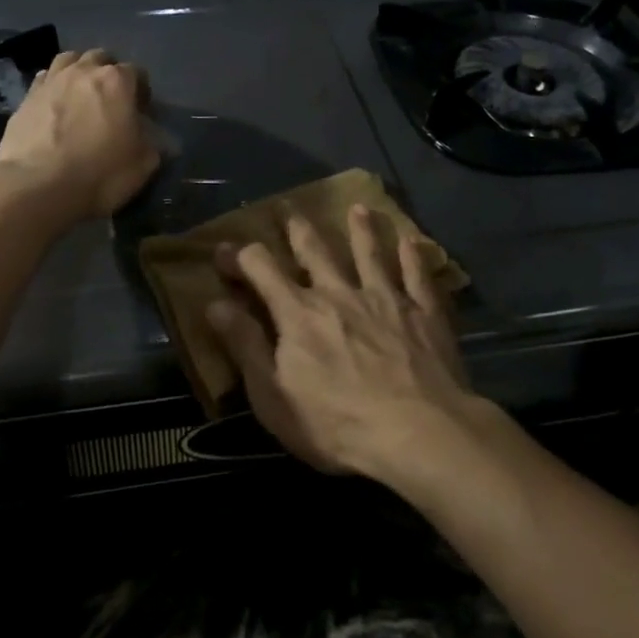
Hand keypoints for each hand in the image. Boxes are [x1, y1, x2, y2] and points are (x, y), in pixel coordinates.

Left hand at [0, 50, 159, 220]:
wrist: (38, 186)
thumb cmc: (101, 173)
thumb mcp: (145, 164)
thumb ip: (153, 142)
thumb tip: (153, 136)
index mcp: (117, 81)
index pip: (137, 72)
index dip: (141, 91)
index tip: (140, 112)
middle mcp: (83, 71)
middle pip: (100, 58)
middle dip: (108, 74)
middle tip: (110, 101)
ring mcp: (51, 81)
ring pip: (69, 60)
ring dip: (78, 72)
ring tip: (80, 96)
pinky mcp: (25, 98)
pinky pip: (44, 80)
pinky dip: (53, 87)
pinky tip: (55, 105)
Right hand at [205, 204, 473, 478]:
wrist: (417, 431)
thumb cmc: (336, 423)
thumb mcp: (273, 395)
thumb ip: (245, 345)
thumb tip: (214, 303)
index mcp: (299, 313)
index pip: (261, 269)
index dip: (239, 256)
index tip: (223, 249)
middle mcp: (339, 292)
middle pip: (315, 250)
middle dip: (298, 228)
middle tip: (288, 206)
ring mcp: (385, 297)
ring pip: (370, 252)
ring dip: (362, 229)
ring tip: (359, 208)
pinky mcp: (423, 311)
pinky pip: (417, 274)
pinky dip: (413, 256)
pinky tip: (412, 241)